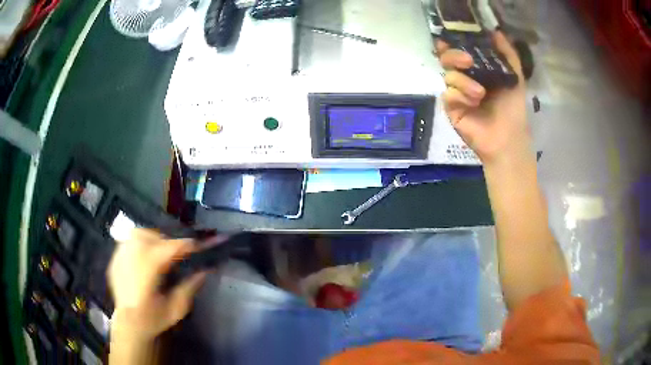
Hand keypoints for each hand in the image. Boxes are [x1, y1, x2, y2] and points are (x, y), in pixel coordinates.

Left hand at [108, 228, 206, 340]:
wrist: (128, 325)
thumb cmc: (153, 319)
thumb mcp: (176, 309)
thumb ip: (189, 288)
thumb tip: (203, 271)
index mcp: (147, 272)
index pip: (169, 249)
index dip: (186, 245)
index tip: (198, 246)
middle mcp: (132, 259)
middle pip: (152, 236)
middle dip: (168, 241)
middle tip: (178, 252)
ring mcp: (120, 257)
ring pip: (138, 234)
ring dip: (152, 238)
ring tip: (160, 250)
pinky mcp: (115, 259)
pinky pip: (128, 241)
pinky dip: (139, 243)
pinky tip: (145, 255)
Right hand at [436, 32, 531, 165]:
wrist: (508, 137)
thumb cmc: (513, 107)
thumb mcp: (515, 76)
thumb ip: (507, 53)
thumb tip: (496, 31)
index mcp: (477, 70)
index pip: (460, 50)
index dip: (455, 42)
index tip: (456, 36)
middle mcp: (464, 78)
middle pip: (447, 59)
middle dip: (454, 56)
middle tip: (468, 61)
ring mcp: (456, 93)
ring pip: (448, 76)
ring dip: (464, 82)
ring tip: (481, 94)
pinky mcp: (451, 108)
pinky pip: (448, 94)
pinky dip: (460, 96)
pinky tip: (473, 104)